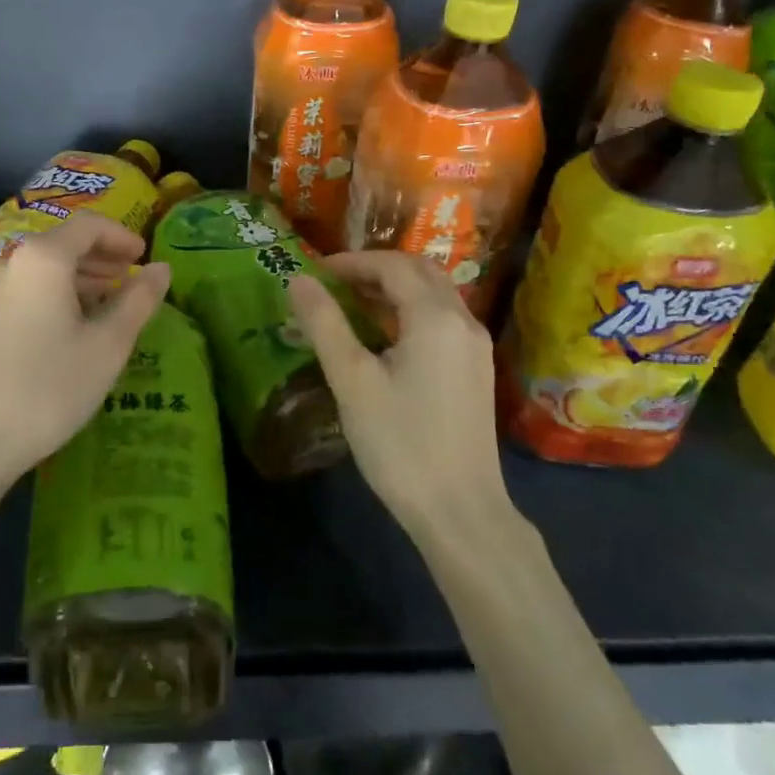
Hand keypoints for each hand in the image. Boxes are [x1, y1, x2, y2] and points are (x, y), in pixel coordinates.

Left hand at [0, 212, 170, 488]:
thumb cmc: (49, 389)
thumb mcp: (108, 345)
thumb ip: (139, 299)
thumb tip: (161, 268)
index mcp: (42, 259)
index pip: (89, 225)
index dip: (121, 236)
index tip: (142, 257)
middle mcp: (7, 262)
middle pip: (60, 244)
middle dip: (98, 259)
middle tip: (127, 282)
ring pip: (37, 269)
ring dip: (73, 279)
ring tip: (99, 307)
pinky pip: (16, 290)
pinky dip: (45, 296)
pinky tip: (58, 330)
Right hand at [288, 252, 509, 535]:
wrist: (461, 512)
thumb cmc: (400, 443)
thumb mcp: (352, 380)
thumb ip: (324, 323)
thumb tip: (298, 279)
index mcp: (435, 317)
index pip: (392, 266)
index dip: (351, 262)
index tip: (315, 273)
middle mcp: (463, 321)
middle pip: (419, 271)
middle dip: (375, 268)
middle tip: (334, 283)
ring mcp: (475, 347)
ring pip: (434, 294)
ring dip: (394, 288)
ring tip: (352, 304)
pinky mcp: (476, 370)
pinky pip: (442, 319)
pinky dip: (411, 310)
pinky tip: (384, 336)